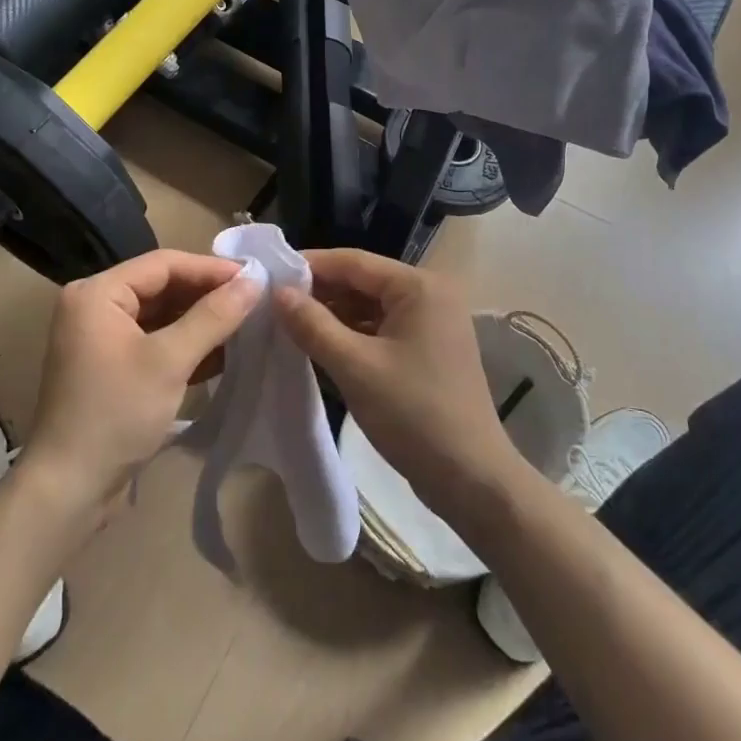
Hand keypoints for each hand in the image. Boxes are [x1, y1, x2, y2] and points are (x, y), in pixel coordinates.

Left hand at [21, 250, 260, 527]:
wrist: (69, 489)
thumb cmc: (115, 414)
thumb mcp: (169, 361)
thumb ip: (213, 317)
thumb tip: (254, 281)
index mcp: (97, 293)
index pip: (163, 264)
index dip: (210, 269)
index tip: (254, 278)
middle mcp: (95, 307)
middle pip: (162, 288)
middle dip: (208, 296)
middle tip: (255, 301)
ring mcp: (102, 340)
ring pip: (162, 317)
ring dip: (202, 322)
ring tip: (248, 324)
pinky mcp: (112, 368)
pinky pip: (156, 343)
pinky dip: (187, 346)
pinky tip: (225, 354)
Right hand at [273, 250, 520, 517]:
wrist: (471, 479)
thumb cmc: (414, 414)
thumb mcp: (355, 367)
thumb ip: (313, 325)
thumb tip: (278, 292)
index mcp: (419, 287)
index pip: (354, 261)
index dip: (310, 265)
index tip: (269, 274)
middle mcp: (430, 295)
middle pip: (362, 282)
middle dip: (319, 292)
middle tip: (272, 303)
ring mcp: (431, 324)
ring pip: (370, 307)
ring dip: (332, 315)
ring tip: (287, 324)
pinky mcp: (427, 350)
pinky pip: (381, 330)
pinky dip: (351, 335)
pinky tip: (318, 346)